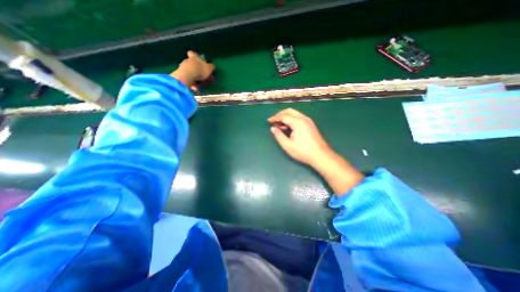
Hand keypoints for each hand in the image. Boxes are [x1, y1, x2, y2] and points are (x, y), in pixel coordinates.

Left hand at [169, 50, 213, 89]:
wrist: (188, 76)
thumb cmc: (200, 70)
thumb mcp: (209, 68)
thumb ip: (211, 67)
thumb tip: (212, 66)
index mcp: (194, 57)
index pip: (192, 53)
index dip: (195, 56)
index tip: (198, 60)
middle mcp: (187, 61)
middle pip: (191, 64)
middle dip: (196, 70)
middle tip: (202, 77)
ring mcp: (183, 68)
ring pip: (190, 73)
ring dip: (194, 78)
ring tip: (200, 85)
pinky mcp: (181, 75)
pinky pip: (187, 79)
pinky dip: (191, 84)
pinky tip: (195, 88)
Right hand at [268, 107, 332, 167]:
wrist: (321, 155)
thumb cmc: (303, 151)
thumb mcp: (287, 145)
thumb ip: (278, 135)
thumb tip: (273, 128)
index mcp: (297, 122)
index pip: (283, 116)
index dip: (275, 118)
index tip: (268, 121)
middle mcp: (303, 118)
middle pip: (289, 111)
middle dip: (280, 115)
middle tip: (273, 121)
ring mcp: (308, 121)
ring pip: (294, 114)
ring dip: (286, 117)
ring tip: (279, 126)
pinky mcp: (310, 124)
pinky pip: (299, 118)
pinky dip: (291, 120)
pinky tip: (288, 127)